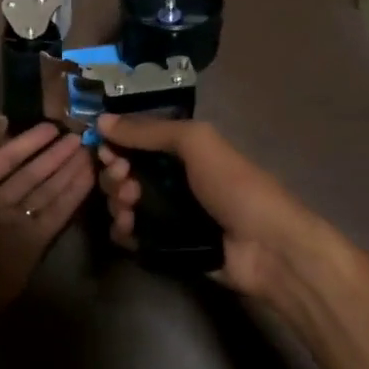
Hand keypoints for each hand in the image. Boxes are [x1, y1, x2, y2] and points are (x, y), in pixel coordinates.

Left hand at [0, 119, 93, 310]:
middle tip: (81, 138)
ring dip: (67, 171)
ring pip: (45, 191)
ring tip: (91, 153)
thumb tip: (2, 119)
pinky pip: (56, 212)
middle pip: (30, 173)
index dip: (28, 141)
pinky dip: (73, 195)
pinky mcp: (36, 241)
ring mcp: (17, 222)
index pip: (5, 156)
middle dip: (53, 155)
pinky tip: (90, 177)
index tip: (54, 126)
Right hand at [95, 113, 329, 300]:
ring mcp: (168, 214)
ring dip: (117, 203)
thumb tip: (102, 121)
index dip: (117, 144)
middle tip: (125, 183)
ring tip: (130, 209)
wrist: (267, 246)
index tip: (108, 152)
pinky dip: (123, 232)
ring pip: (124, 204)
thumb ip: (150, 131)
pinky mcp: (166, 245)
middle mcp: (173, 179)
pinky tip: (128, 231)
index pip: (136, 142)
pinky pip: (132, 236)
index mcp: (184, 151)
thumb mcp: (197, 143)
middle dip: (115, 175)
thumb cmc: (235, 186)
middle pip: (125, 173)